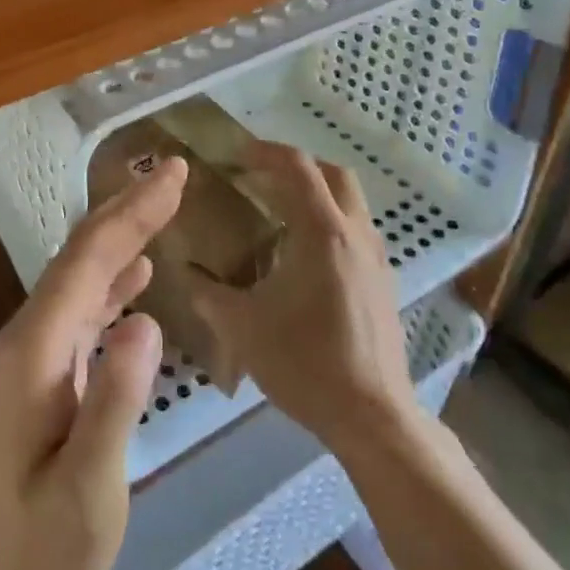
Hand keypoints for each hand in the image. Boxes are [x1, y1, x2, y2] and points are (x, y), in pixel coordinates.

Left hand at [0, 158, 185, 569]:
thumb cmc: (36, 556)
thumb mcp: (86, 490)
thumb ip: (114, 401)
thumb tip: (146, 317)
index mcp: (36, 349)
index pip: (90, 259)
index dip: (134, 213)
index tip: (177, 175)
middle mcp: (29, 337)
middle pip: (82, 255)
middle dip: (129, 210)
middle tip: (176, 174)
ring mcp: (33, 356)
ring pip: (82, 276)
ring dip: (122, 236)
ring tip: (161, 205)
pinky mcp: (43, 376)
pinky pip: (82, 308)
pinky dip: (113, 278)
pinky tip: (137, 275)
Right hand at [187, 143, 416, 456]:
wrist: (372, 416)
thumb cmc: (305, 363)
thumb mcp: (243, 327)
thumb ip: (208, 294)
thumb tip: (185, 271)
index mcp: (322, 231)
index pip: (297, 167)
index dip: (266, 152)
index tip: (237, 154)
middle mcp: (355, 233)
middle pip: (333, 174)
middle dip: (297, 167)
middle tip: (261, 178)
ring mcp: (376, 258)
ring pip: (350, 202)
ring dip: (317, 194)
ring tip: (279, 214)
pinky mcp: (384, 282)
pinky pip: (357, 230)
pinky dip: (331, 222)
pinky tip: (305, 257)